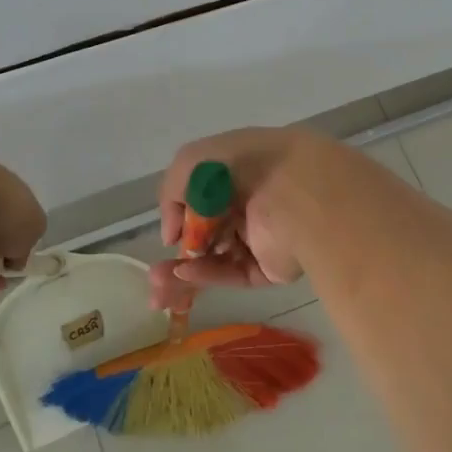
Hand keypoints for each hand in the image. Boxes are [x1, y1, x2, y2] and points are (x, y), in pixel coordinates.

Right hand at [147, 128, 319, 312]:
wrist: (297, 192)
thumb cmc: (244, 166)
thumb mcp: (191, 162)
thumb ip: (171, 193)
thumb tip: (172, 235)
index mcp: (238, 169)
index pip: (204, 194)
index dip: (181, 214)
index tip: (167, 231)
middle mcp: (251, 200)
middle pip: (209, 231)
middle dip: (180, 251)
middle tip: (154, 275)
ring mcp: (263, 234)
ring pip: (217, 256)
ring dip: (186, 270)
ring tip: (158, 288)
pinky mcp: (273, 264)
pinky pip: (235, 271)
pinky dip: (208, 274)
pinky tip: (185, 275)